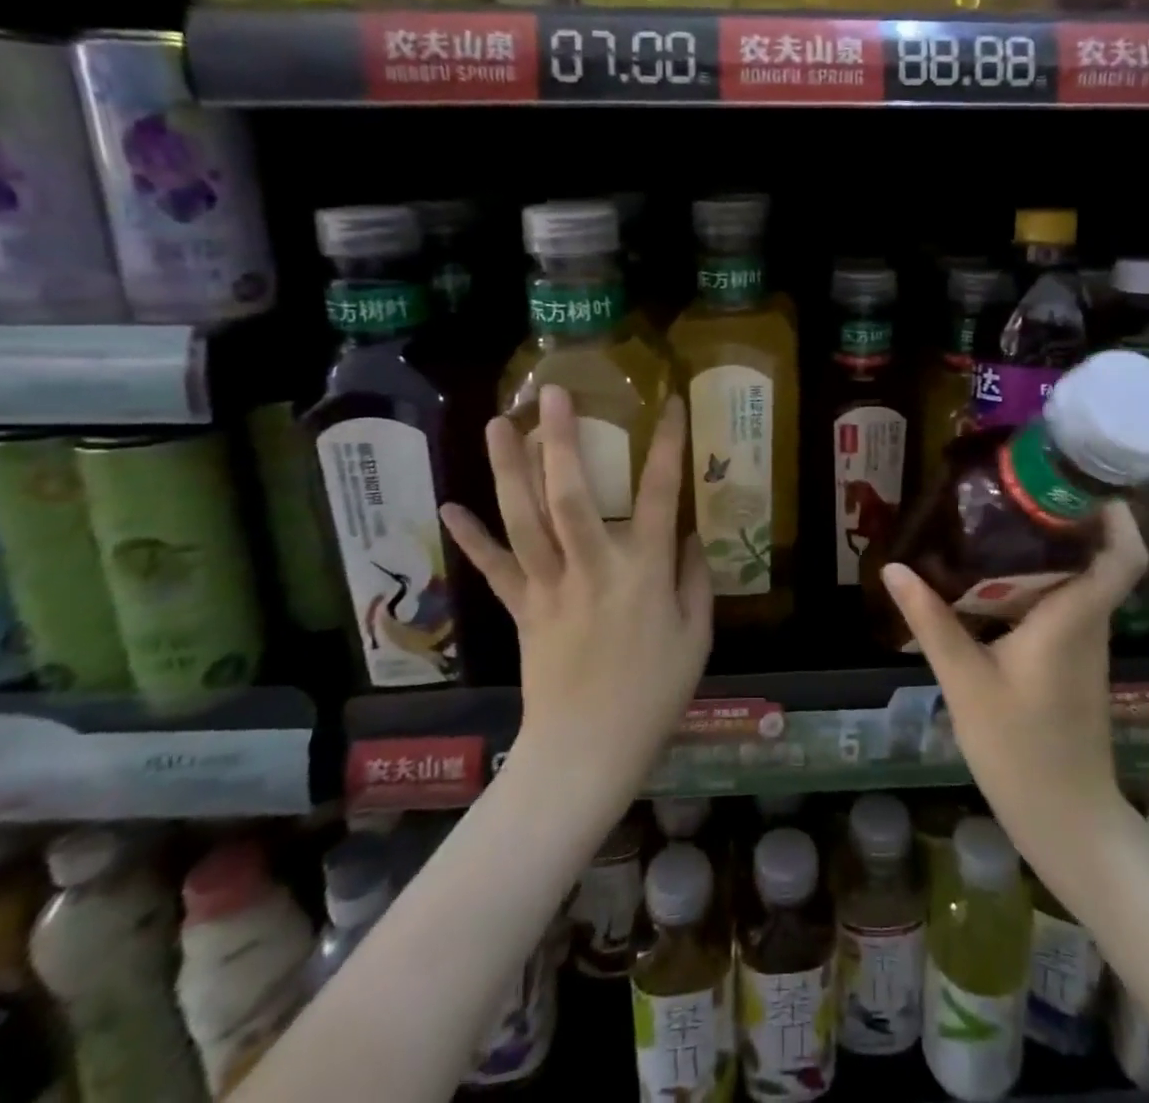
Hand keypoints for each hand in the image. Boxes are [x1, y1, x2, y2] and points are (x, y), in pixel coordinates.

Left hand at [441, 386, 711, 799]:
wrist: (587, 753)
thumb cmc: (655, 695)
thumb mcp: (698, 637)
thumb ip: (695, 578)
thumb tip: (689, 534)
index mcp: (645, 573)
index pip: (662, 495)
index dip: (668, 446)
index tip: (672, 404)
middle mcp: (593, 568)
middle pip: (572, 496)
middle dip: (560, 441)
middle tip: (552, 395)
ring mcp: (550, 587)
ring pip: (524, 521)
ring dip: (508, 471)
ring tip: (498, 424)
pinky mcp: (522, 609)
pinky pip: (493, 569)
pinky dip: (471, 538)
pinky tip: (450, 506)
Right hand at [881, 503, 1148, 904]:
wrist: (1067, 822)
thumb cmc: (1021, 750)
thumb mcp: (965, 682)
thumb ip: (931, 621)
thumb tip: (894, 568)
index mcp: (1072, 619)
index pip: (1123, 558)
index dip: (1116, 517)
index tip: (1081, 484)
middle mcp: (1088, 624)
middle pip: (1095, 558)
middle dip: (1064, 520)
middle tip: (1015, 490)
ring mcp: (1084, 646)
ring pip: (1076, 582)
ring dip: (1046, 551)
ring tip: (995, 524)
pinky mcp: (1073, 664)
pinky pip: (1061, 606)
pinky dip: (1035, 584)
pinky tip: (992, 583)